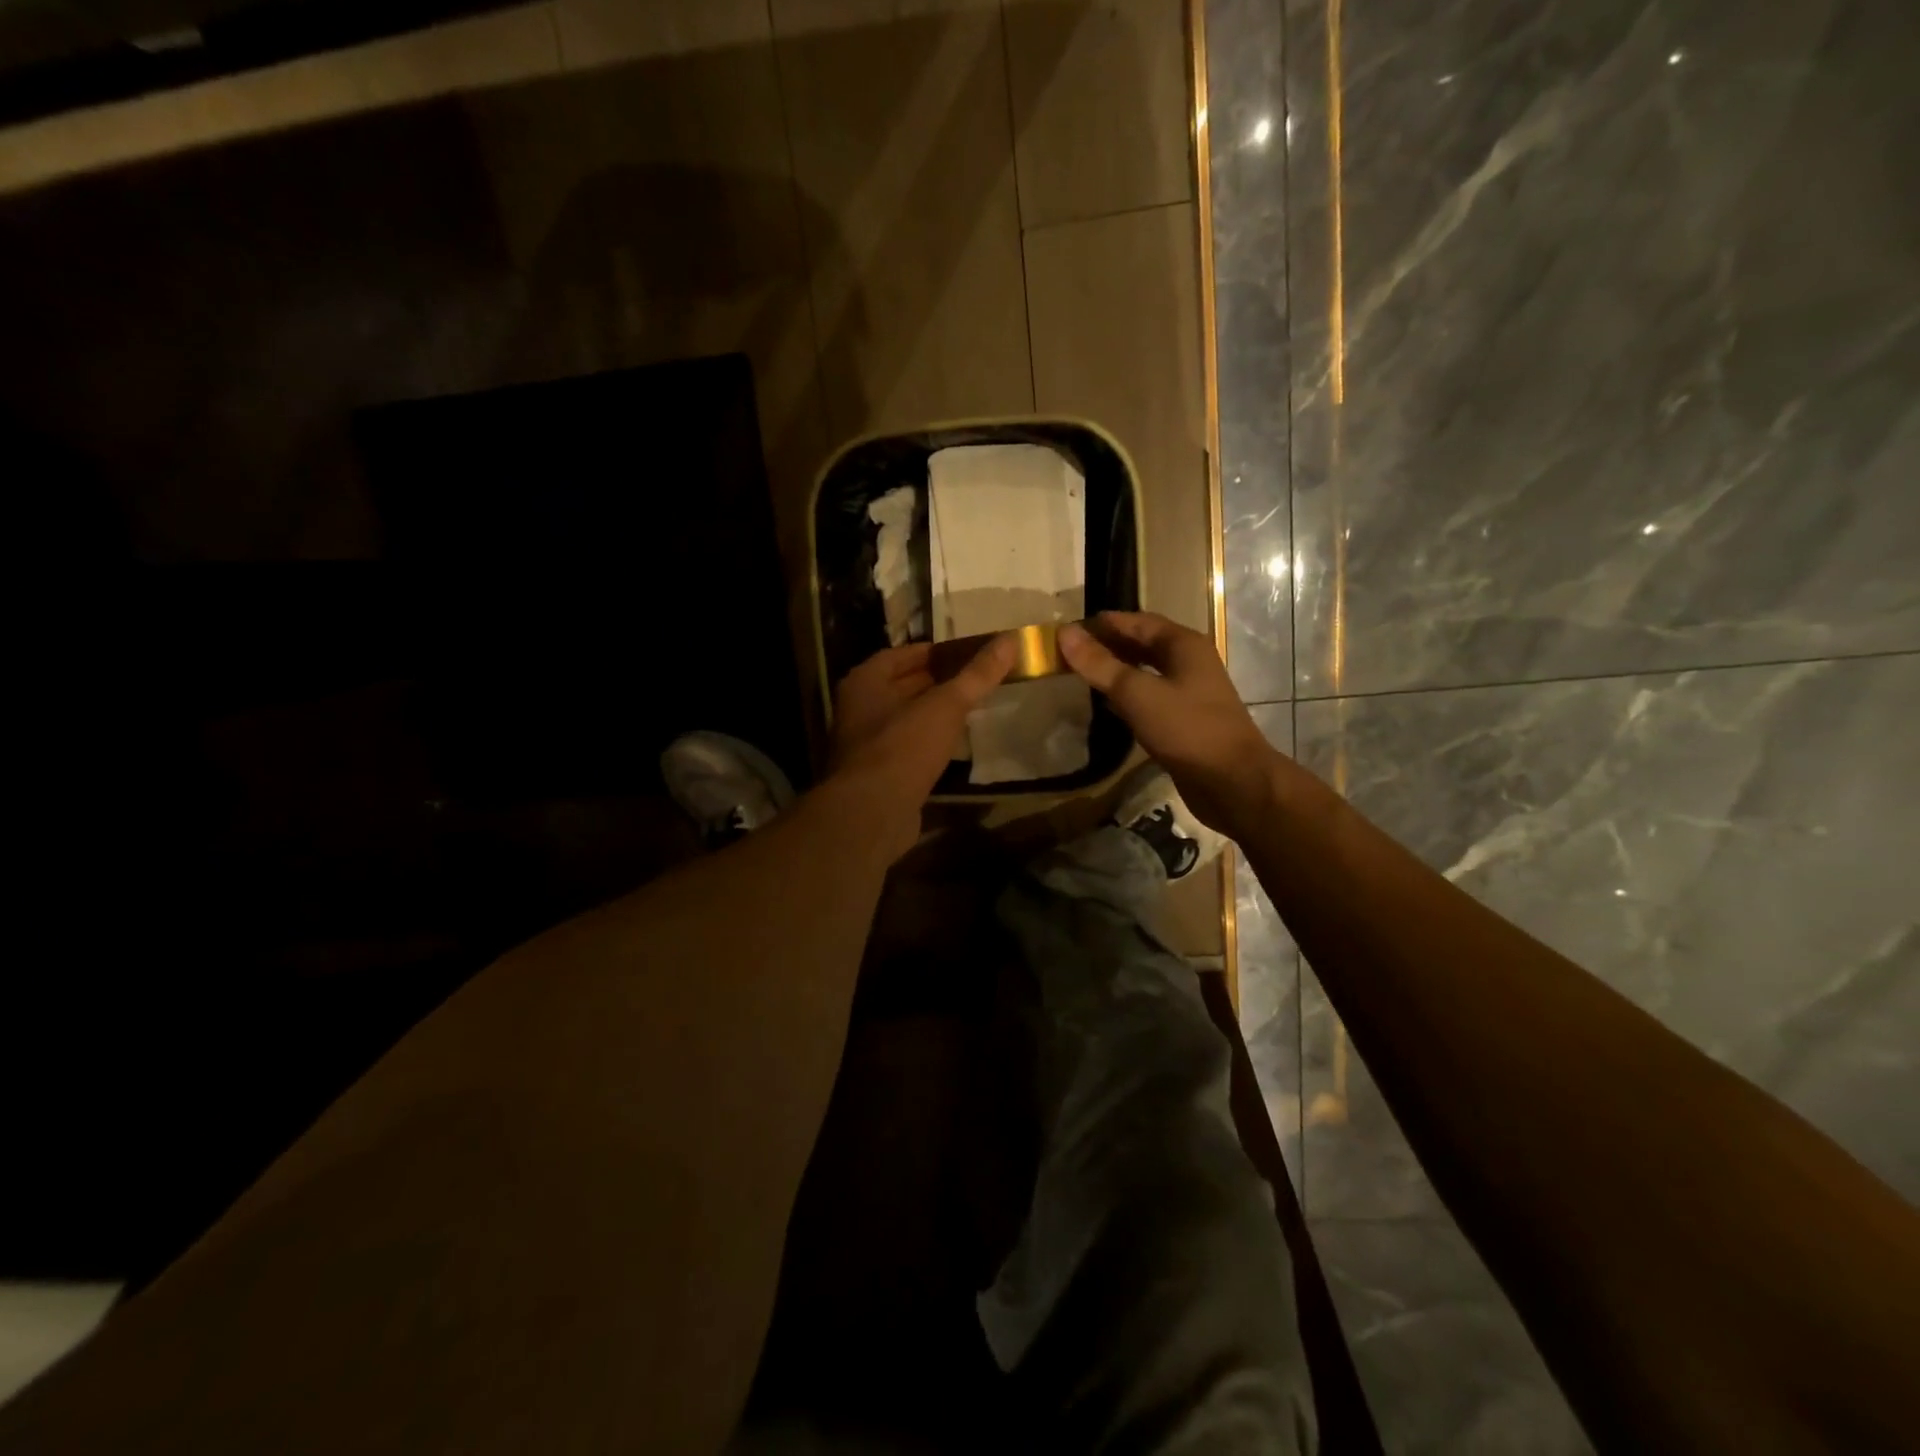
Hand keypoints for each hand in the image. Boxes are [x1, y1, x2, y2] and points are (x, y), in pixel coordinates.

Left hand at [827, 636, 1018, 842]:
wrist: (872, 813)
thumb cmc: (904, 747)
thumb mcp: (946, 705)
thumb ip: (977, 674)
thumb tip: (1009, 639)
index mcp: (864, 683)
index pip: (900, 655)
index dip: (933, 652)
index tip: (965, 653)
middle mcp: (857, 710)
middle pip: (901, 687)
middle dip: (935, 682)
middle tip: (974, 679)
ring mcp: (864, 745)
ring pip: (904, 720)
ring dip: (932, 714)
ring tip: (969, 709)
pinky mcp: (877, 776)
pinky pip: (906, 749)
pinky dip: (927, 743)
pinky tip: (953, 746)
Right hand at [1057, 612, 1277, 831]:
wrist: (1232, 781)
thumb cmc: (1186, 729)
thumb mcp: (1137, 693)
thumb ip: (1100, 664)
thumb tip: (1065, 633)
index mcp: (1183, 645)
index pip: (1137, 622)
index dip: (1104, 623)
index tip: (1070, 629)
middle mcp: (1189, 662)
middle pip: (1144, 644)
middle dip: (1109, 645)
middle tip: (1072, 652)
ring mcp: (1190, 692)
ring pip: (1147, 671)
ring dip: (1118, 670)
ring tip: (1084, 674)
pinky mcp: (1186, 719)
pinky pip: (1151, 697)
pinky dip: (1128, 695)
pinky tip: (1108, 705)